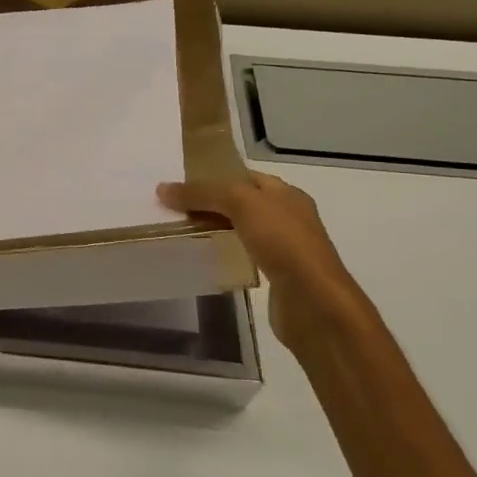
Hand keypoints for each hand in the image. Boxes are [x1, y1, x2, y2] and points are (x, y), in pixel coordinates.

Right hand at [157, 173, 369, 348]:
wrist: (313, 301)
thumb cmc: (283, 241)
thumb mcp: (241, 203)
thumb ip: (202, 192)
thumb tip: (162, 188)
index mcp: (286, 194)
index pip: (245, 176)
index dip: (215, 175)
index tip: (181, 181)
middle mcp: (288, 217)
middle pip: (241, 203)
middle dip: (211, 203)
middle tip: (174, 207)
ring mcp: (284, 248)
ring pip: (241, 231)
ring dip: (216, 230)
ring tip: (182, 231)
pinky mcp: (276, 276)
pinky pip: (244, 256)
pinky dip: (225, 254)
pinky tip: (206, 258)